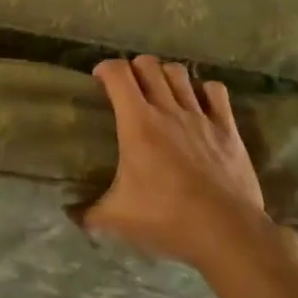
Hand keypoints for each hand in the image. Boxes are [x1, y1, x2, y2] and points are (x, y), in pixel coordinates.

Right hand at [86, 55, 269, 268]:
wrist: (226, 232)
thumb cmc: (167, 219)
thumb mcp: (117, 219)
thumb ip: (89, 213)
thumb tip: (70, 216)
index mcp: (138, 123)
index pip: (118, 73)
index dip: (106, 69)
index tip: (99, 80)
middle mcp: (168, 110)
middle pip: (149, 65)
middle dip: (135, 69)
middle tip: (129, 88)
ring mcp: (200, 116)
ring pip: (180, 73)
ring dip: (166, 75)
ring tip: (161, 91)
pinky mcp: (227, 128)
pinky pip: (215, 91)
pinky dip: (204, 91)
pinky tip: (199, 104)